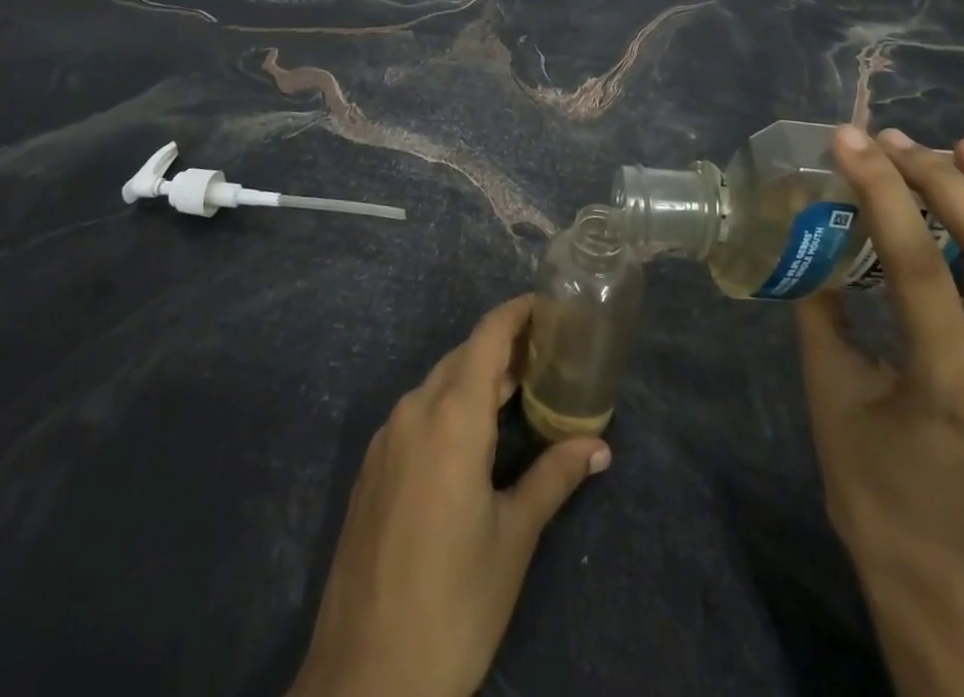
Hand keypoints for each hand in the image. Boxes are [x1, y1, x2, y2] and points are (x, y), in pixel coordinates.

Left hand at [289, 295, 610, 696]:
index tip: (549, 305)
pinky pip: (418, 414)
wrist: (364, 681)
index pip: (487, 336)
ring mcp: (386, 439)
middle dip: (505, 348)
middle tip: (549, 353)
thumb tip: (599, 446)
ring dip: (477, 378)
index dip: (517, 313)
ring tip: (520, 389)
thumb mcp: (513, 538)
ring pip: (438, 384)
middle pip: (463, 356)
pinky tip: (474, 435)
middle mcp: (413, 411)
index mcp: (451, 417)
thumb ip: (554, 477)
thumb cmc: (453, 603)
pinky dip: (450, 405)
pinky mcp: (372, 468)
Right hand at [796, 126, 963, 696]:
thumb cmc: (872, 485)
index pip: (919, 264)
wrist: (941, 566)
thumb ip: (823, 308)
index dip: (882, 191)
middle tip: (897, 142)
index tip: (849, 141)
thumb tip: (812, 236)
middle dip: (948, 182)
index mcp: (948, 383)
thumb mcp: (827, 392)